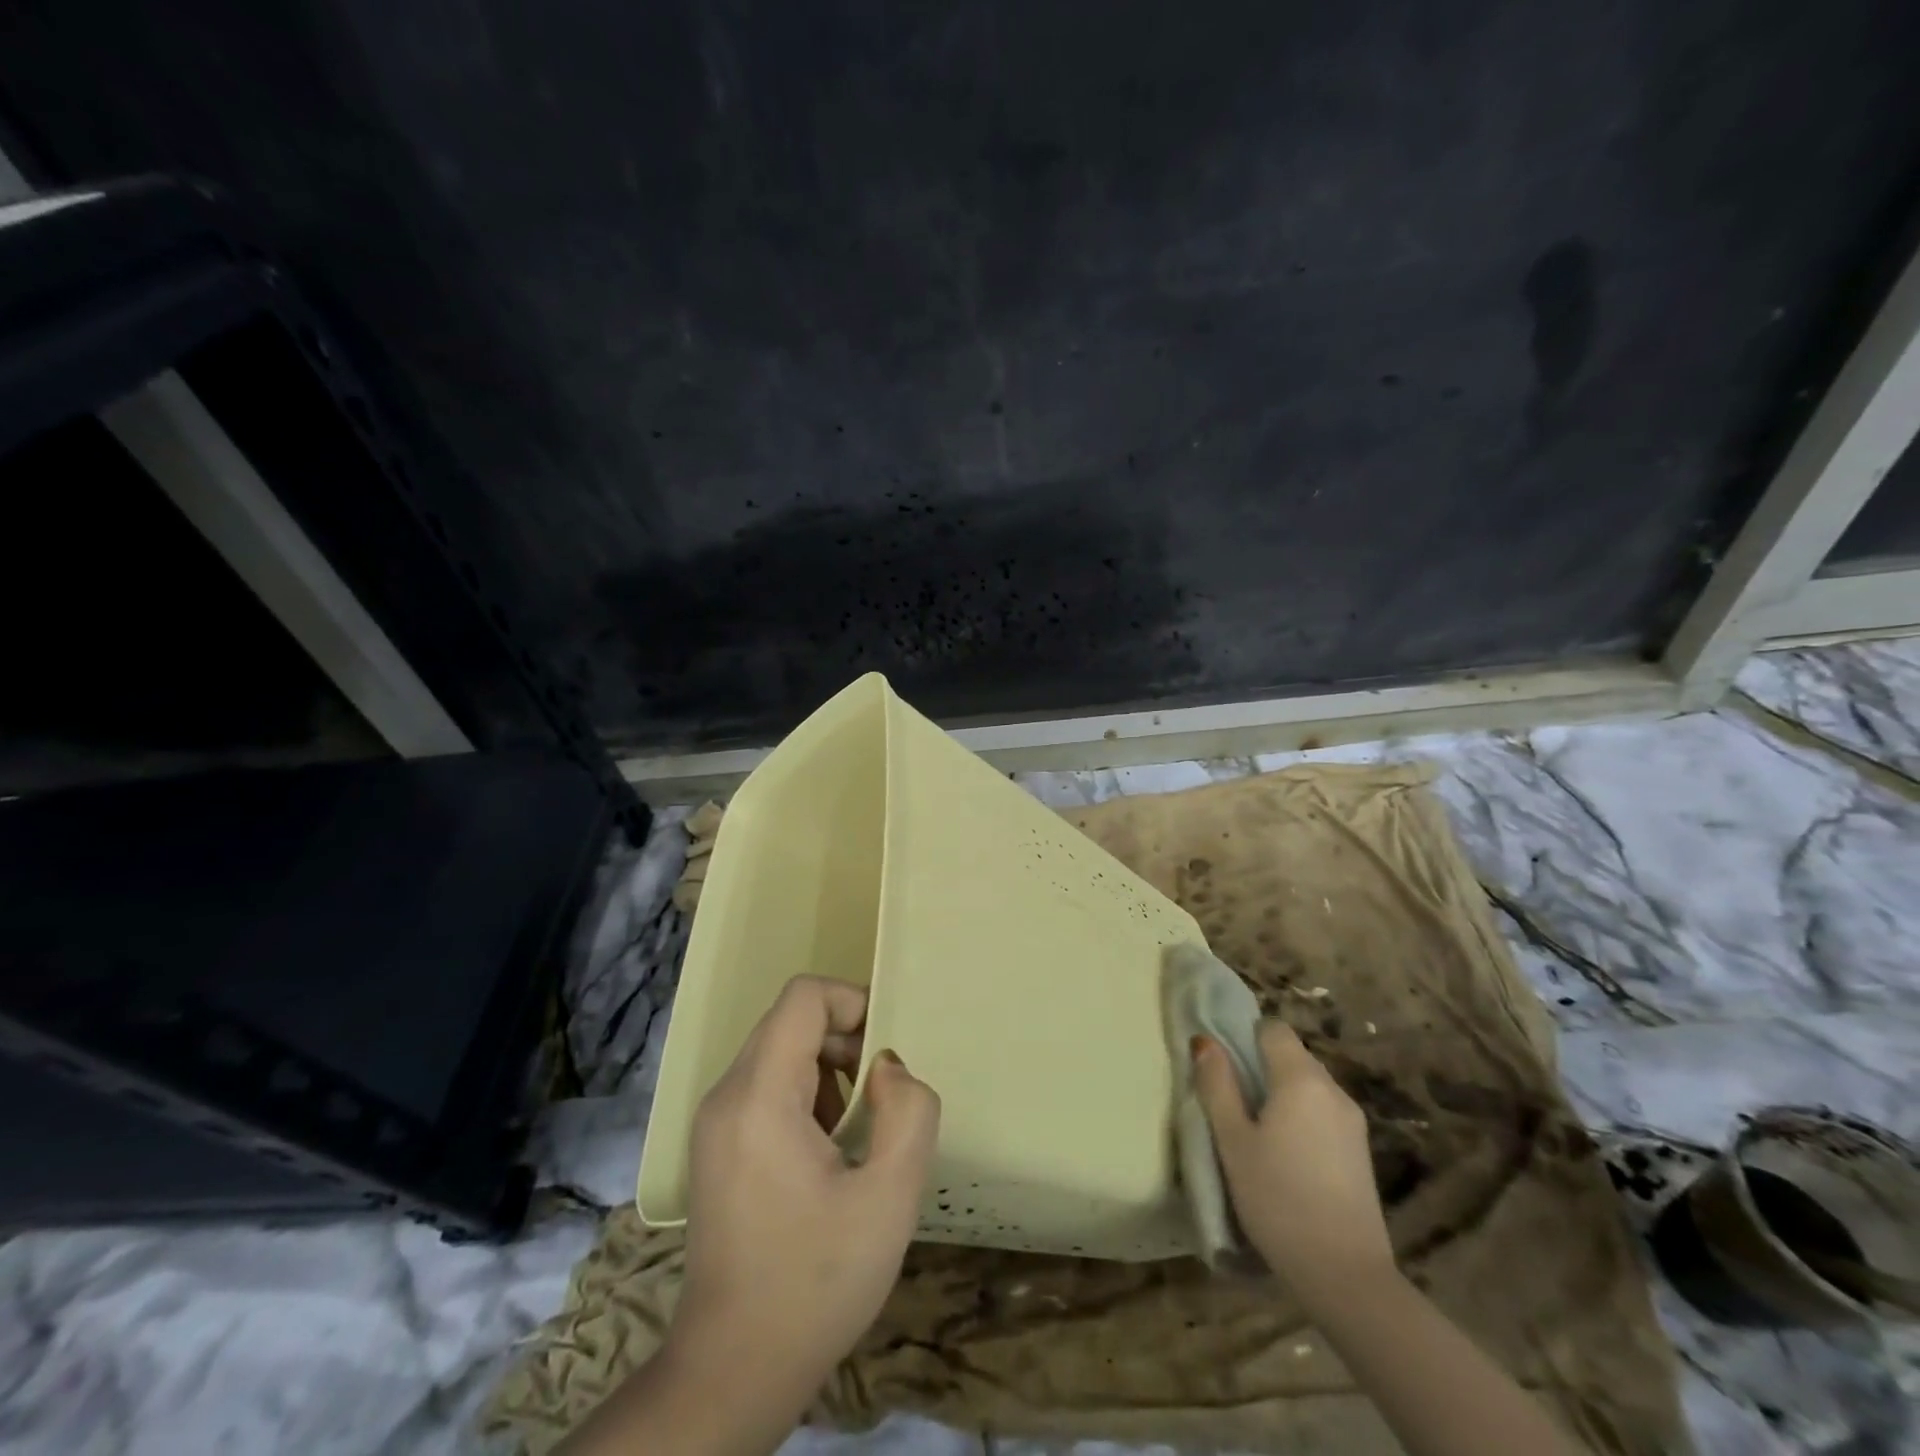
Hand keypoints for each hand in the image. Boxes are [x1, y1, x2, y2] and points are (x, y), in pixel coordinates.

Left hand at [672, 976, 940, 1403]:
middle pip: (792, 1021)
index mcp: (760, 1096)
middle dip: (846, 1041)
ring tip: (857, 1130)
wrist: (733, 1370)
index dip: (853, 1003)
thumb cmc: (816, 1283)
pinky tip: (828, 1153)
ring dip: (830, 1070)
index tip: (886, 1053)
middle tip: (882, 1097)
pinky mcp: (717, 1144)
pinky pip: (767, 1085)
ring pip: (781, 1051)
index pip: (804, 997)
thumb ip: (909, 1113)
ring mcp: (715, 1120)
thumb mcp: (890, 1198)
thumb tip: (888, 1068)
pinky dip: (807, 1095)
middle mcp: (728, 1094)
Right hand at [1193, 1019, 1394, 1309]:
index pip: (1273, 1028)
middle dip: (1260, 1067)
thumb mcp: (1233, 1141)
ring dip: (1281, 1095)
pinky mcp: (1361, 1152)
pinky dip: (1301, 1119)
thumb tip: (1205, 1041)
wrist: (1346, 1276)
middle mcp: (1333, 1089)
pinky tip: (1286, 1157)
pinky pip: (1323, 1113)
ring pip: (1308, 1086)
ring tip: (1257, 1134)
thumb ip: (1217, 1085)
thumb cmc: (1278, 1200)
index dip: (1245, 1037)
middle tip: (1232, 1104)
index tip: (1225, 1068)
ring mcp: (1352, 1121)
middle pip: (1292, 1055)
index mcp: (1301, 1078)